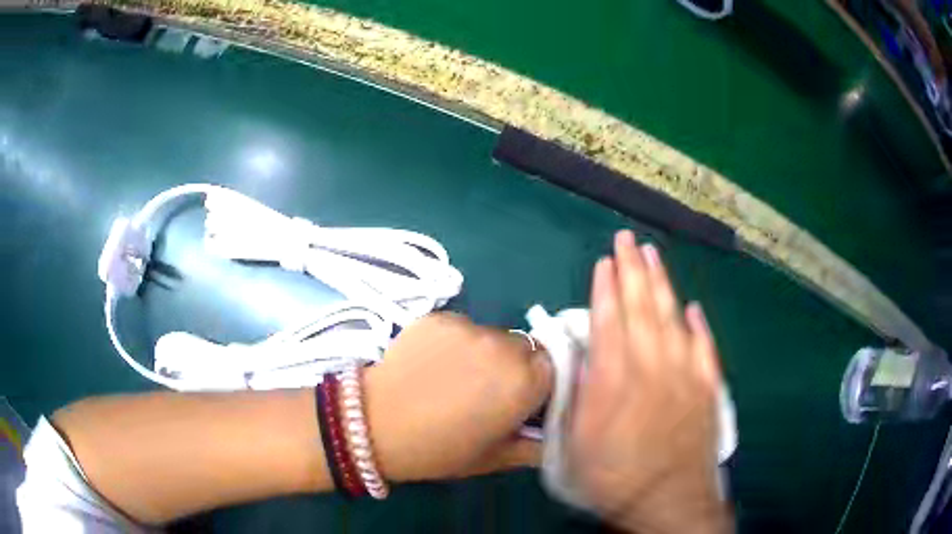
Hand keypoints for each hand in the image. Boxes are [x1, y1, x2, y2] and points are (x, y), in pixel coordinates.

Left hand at [364, 313, 551, 482]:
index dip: (540, 385)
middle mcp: (504, 346)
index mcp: (525, 382)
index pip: (554, 368)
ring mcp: (469, 326)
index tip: (522, 401)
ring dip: (485, 353)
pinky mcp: (439, 316)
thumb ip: (536, 446)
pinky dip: (455, 343)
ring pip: (493, 336)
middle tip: (488, 391)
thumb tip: (555, 434)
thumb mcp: (495, 458)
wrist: (372, 425)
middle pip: (526, 348)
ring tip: (455, 378)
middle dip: (515, 367)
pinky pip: (462, 328)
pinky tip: (433, 364)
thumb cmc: (438, 450)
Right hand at [571, 230, 730, 532]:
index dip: (606, 287)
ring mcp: (685, 373)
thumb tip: (579, 357)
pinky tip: (693, 308)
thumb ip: (578, 394)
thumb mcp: (577, 442)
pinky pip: (703, 346)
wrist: (669, 500)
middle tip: (627, 239)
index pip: (610, 319)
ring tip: (653, 255)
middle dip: (633, 269)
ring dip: (662, 283)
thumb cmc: (615, 476)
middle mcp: (652, 365)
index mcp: (616, 379)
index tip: (604, 260)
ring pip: (672, 317)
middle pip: (641, 307)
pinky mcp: (707, 386)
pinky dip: (698, 325)